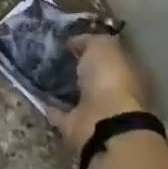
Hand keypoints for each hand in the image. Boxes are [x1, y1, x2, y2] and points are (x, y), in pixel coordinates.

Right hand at [53, 34, 146, 156]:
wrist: (102, 122)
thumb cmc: (109, 79)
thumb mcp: (103, 46)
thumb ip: (90, 41)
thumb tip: (75, 42)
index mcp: (129, 73)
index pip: (112, 56)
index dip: (94, 48)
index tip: (72, 41)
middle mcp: (116, 94)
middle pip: (96, 77)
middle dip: (80, 68)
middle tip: (56, 56)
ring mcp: (97, 113)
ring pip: (79, 96)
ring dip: (65, 88)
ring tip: (44, 73)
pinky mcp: (77, 127)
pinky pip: (62, 113)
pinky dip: (52, 106)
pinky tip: (38, 94)